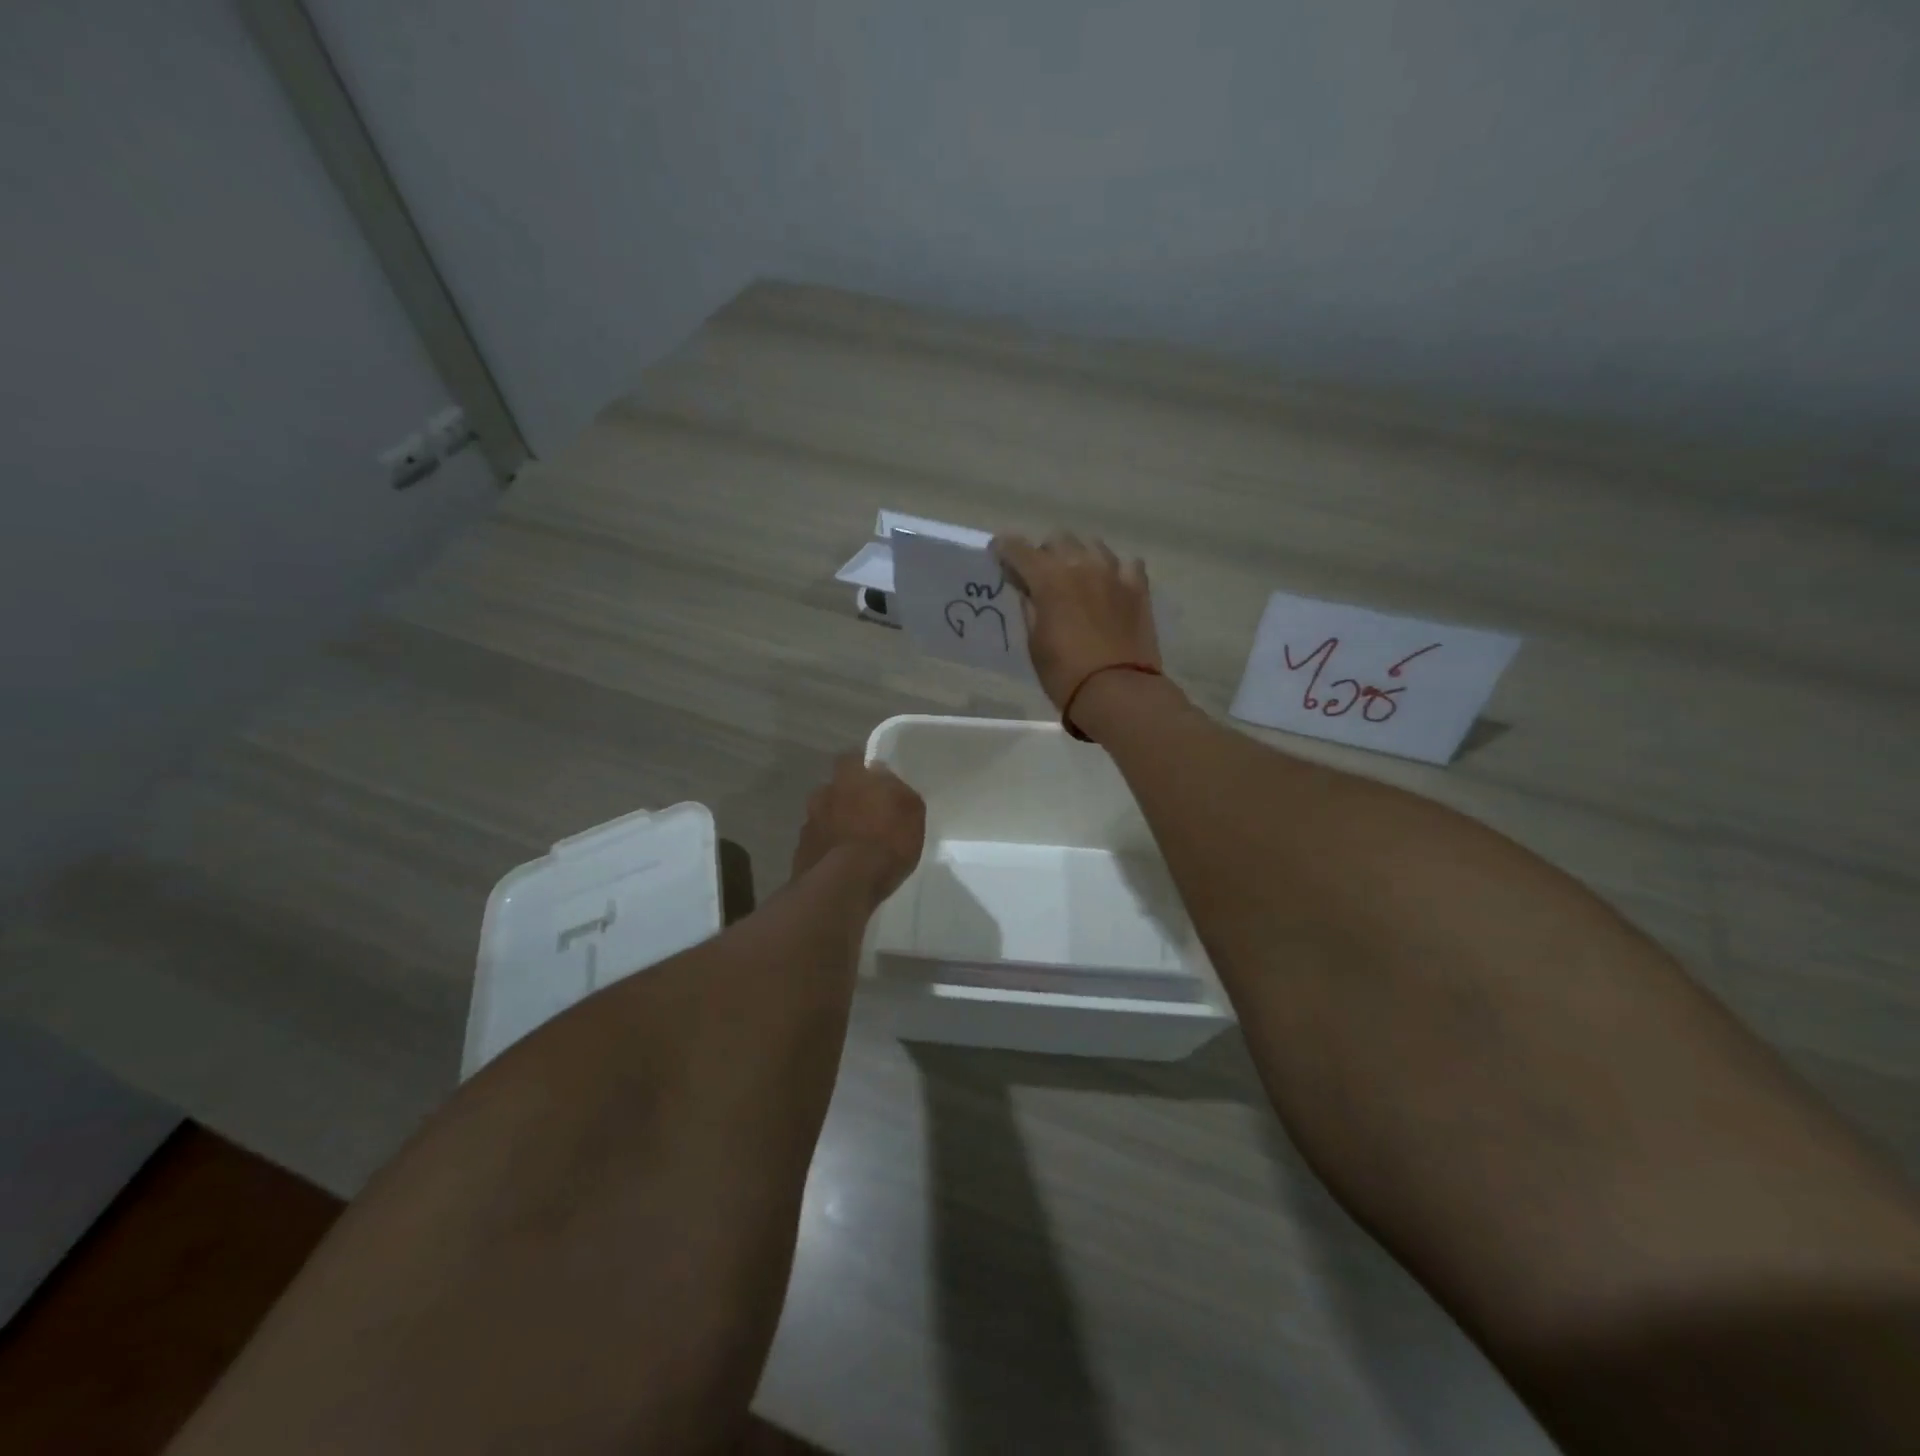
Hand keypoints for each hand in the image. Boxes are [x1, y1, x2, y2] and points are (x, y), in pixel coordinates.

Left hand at [792, 755, 926, 905]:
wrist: (842, 886)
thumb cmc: (884, 842)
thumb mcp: (912, 813)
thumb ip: (900, 791)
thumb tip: (888, 781)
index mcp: (849, 776)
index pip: (852, 759)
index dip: (865, 771)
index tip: (878, 785)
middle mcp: (823, 793)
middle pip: (836, 789)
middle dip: (848, 799)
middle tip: (868, 817)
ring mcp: (808, 823)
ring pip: (824, 817)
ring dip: (836, 825)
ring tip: (855, 845)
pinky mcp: (800, 852)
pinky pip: (818, 844)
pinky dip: (828, 849)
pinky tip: (841, 865)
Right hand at [992, 532, 1159, 709]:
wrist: (1117, 692)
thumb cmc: (1065, 674)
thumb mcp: (1035, 643)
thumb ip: (1031, 609)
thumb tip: (1029, 592)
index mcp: (1049, 579)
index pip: (1019, 549)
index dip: (1005, 548)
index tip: (999, 554)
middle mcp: (1082, 565)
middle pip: (1059, 539)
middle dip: (1045, 553)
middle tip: (1040, 576)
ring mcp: (1114, 573)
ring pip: (1093, 545)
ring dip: (1079, 556)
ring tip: (1077, 577)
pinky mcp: (1138, 588)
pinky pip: (1127, 564)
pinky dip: (1115, 570)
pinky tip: (1111, 585)